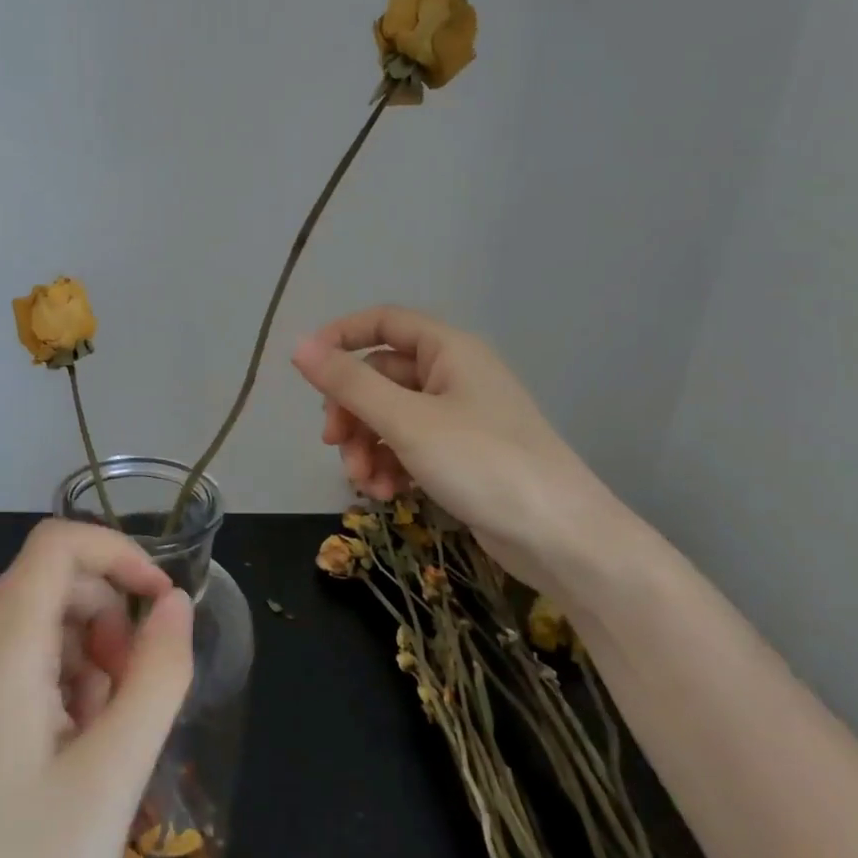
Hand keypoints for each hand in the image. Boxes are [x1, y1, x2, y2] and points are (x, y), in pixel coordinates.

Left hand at [0, 520, 193, 857]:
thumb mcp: (114, 772)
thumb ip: (156, 674)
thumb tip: (174, 604)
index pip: (57, 545)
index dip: (120, 554)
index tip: (162, 606)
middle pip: (52, 584)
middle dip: (111, 618)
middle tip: (136, 694)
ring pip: (41, 626)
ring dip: (92, 658)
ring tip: (108, 737)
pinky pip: (21, 667)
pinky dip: (65, 686)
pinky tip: (76, 753)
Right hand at [292, 304, 633, 588]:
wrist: (558, 535)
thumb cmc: (483, 463)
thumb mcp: (407, 421)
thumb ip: (350, 384)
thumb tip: (299, 347)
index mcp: (448, 350)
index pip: (383, 323)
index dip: (341, 339)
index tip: (306, 371)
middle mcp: (453, 376)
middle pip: (381, 377)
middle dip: (352, 412)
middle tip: (334, 446)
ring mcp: (459, 418)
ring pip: (391, 418)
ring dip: (367, 447)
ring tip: (364, 484)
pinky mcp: (461, 456)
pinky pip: (410, 447)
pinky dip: (391, 466)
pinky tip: (387, 494)